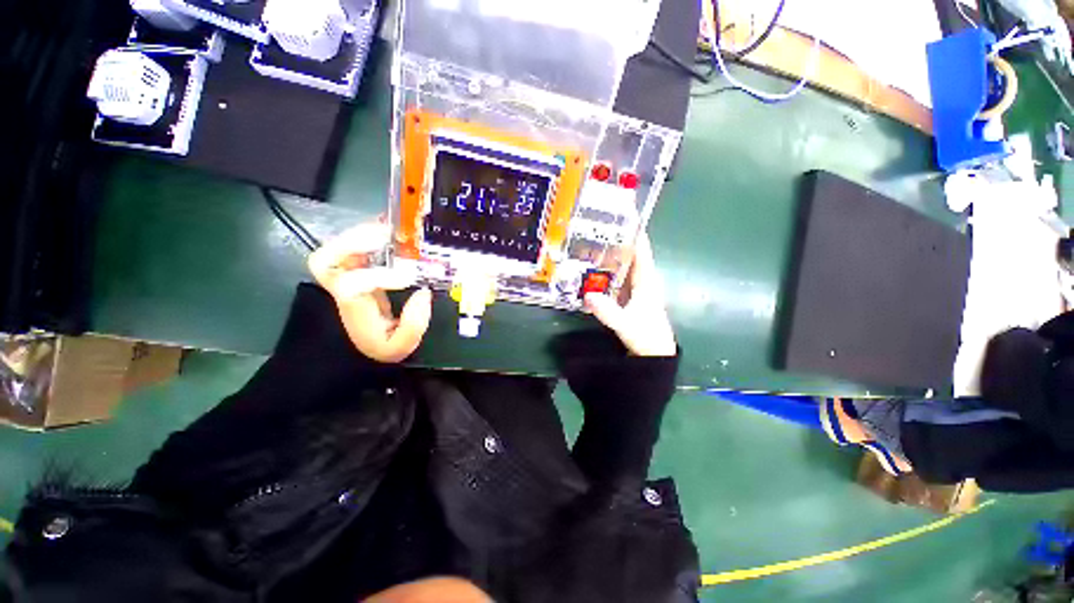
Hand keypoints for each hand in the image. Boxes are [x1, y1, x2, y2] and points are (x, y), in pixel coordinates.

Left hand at [308, 223, 432, 362]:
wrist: (364, 346)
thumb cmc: (380, 347)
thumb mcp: (400, 347)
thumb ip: (414, 326)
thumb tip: (424, 293)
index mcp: (354, 308)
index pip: (352, 286)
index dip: (378, 277)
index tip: (409, 278)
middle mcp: (343, 288)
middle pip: (327, 259)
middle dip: (355, 242)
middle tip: (388, 235)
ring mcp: (347, 276)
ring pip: (337, 248)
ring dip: (364, 234)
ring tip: (394, 229)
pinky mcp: (356, 269)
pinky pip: (354, 247)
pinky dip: (369, 235)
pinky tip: (391, 233)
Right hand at [584, 234, 676, 356]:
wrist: (655, 354)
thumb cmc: (646, 336)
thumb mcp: (625, 324)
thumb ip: (607, 311)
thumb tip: (587, 294)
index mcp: (646, 281)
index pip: (642, 251)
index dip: (636, 233)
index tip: (626, 216)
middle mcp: (643, 281)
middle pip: (631, 255)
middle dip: (617, 241)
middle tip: (598, 229)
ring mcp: (637, 289)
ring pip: (625, 267)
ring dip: (612, 256)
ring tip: (593, 245)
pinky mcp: (631, 297)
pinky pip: (620, 278)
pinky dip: (610, 272)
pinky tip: (596, 271)